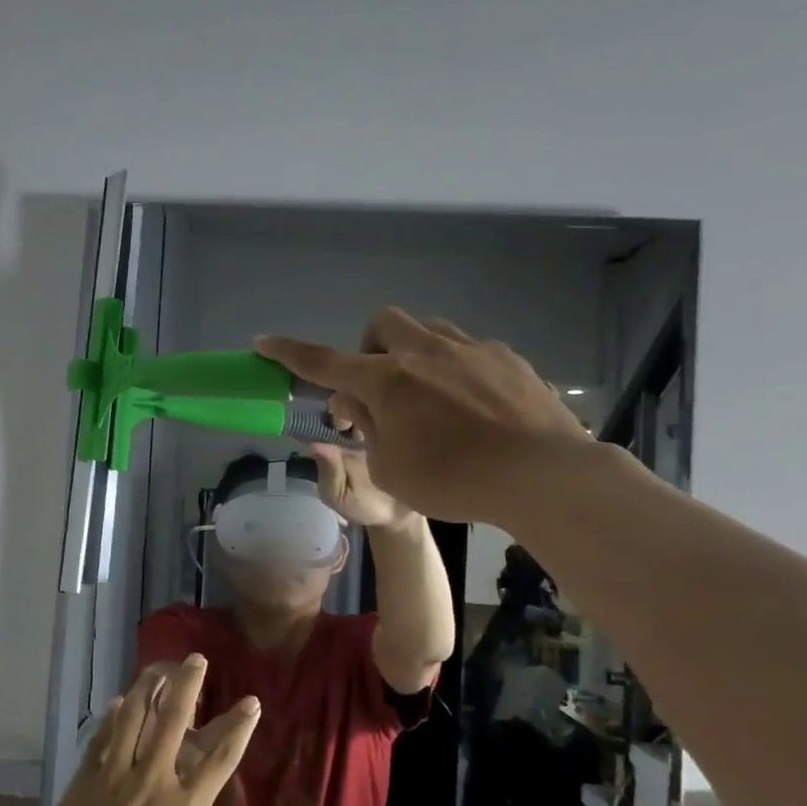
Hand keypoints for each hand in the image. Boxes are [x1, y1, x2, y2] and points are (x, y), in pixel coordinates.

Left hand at [22, 656, 259, 805]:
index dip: (238, 728)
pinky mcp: (84, 780)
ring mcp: (116, 775)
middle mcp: (154, 781)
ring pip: (133, 717)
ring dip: (146, 689)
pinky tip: (116, 703)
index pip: (220, 759)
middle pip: (175, 720)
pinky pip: (101, 739)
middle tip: (194, 660)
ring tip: (155, 669)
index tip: (251, 702)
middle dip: (188, 685)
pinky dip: (110, 718)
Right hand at [256, 308, 591, 526]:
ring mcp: (471, 350)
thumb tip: (358, 404)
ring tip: (428, 398)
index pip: (324, 362)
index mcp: (388, 381)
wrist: (542, 476)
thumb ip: (367, 430)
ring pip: (429, 330)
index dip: (289, 353)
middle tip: (380, 392)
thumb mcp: (391, 469)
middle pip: (383, 324)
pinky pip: (469, 350)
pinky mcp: (508, 359)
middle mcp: (426, 353)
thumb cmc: (454, 481)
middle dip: (370, 350)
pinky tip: (474, 408)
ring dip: (414, 354)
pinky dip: (456, 371)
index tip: (263, 341)